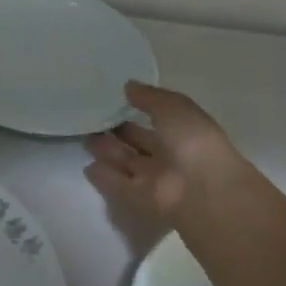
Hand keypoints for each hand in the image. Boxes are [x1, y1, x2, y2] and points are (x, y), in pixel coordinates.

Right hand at [84, 82, 241, 225]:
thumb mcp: (174, 108)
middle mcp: (170, 156)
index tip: (115, 100)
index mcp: (184, 133)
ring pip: (127, 163)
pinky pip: (119, 185)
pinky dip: (105, 177)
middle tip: (93, 119)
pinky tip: (87, 166)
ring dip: (108, 152)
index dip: (139, 109)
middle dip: (119, 132)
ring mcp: (155, 180)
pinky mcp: (140, 199)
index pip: (158, 119)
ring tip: (84, 137)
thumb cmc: (193, 142)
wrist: (201, 190)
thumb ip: (150, 97)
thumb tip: (128, 87)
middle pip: (140, 143)